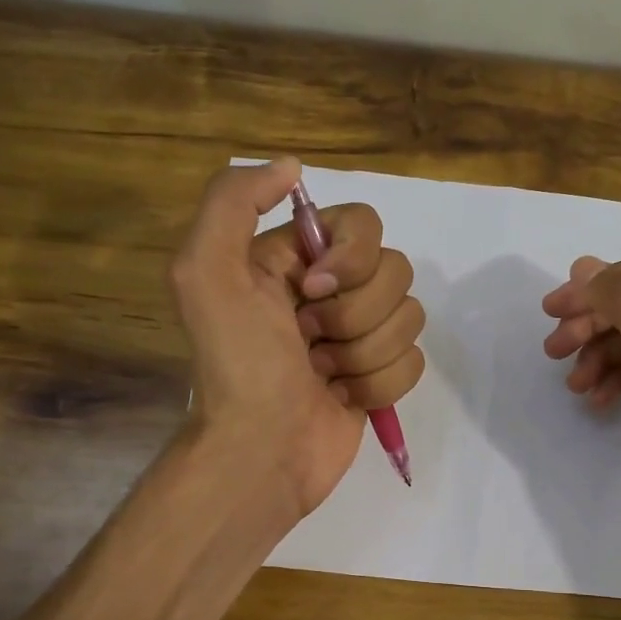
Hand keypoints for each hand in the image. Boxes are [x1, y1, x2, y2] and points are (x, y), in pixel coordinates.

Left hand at [171, 159, 424, 519]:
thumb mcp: (206, 272)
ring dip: (364, 353)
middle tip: (308, 342)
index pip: (363, 224)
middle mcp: (330, 291)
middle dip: (354, 315)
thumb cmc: (238, 365)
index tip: (312, 292)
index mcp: (294, 259)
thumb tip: (292, 167)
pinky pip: (414, 360)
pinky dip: (379, 383)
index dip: (351, 258)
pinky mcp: (379, 375)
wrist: (260, 452)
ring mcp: (359, 335)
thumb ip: (234, 202)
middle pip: (395, 271)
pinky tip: (341, 396)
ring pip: (409, 317)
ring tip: (322, 374)